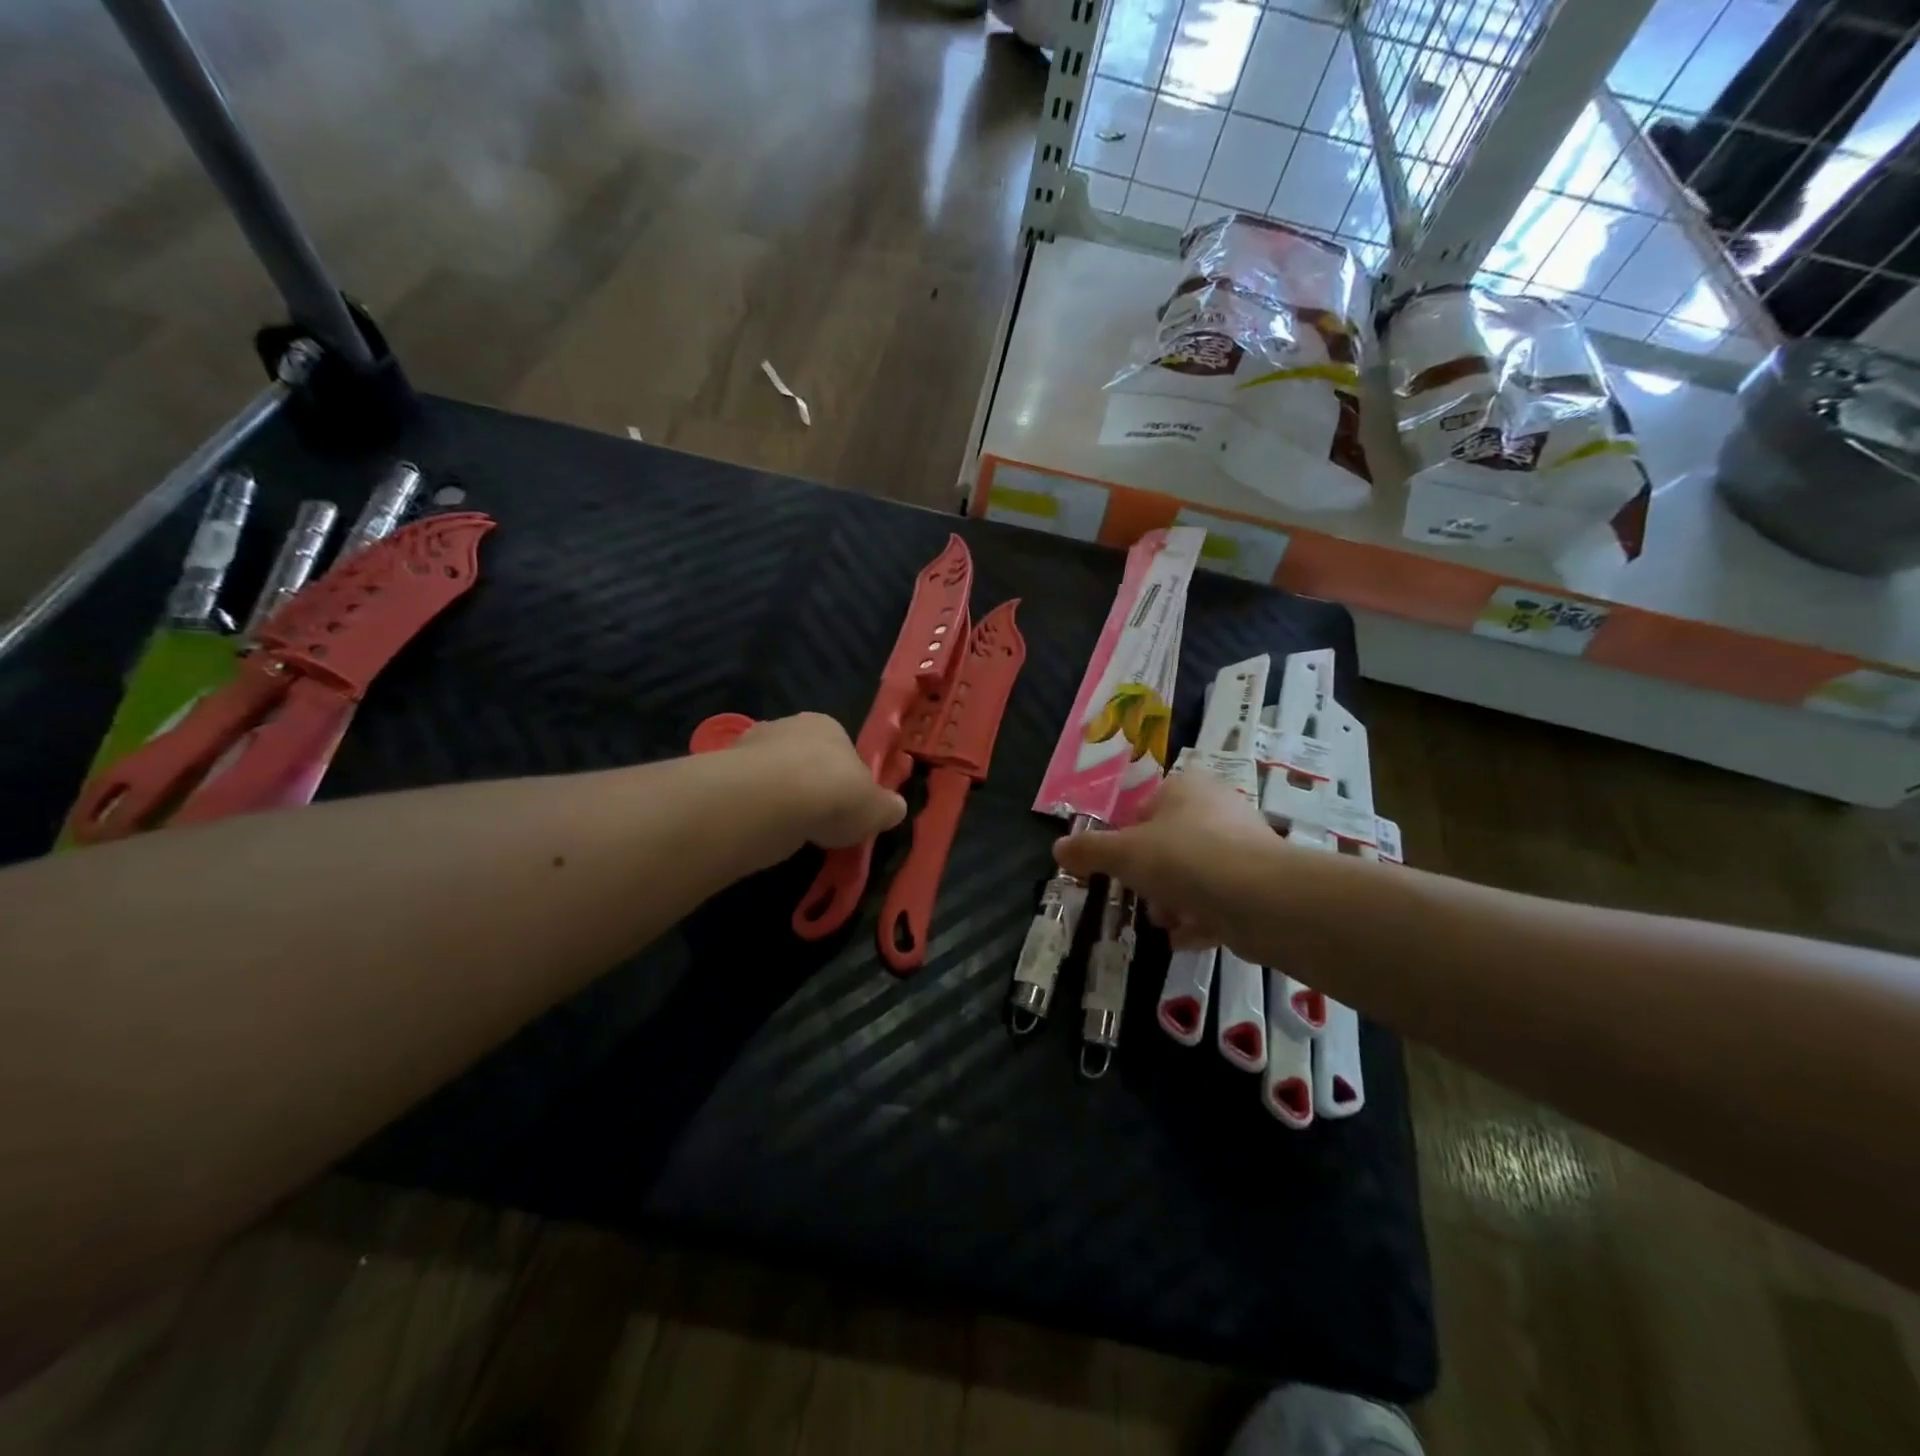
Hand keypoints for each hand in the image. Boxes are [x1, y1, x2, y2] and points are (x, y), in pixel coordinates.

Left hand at [732, 713, 906, 848]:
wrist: (769, 802)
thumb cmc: (832, 794)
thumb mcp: (875, 808)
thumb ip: (886, 807)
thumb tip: (895, 807)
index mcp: (827, 725)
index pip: (842, 750)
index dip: (847, 780)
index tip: (848, 808)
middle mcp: (788, 726)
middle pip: (804, 760)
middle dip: (810, 787)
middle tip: (819, 822)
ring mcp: (750, 747)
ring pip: (773, 776)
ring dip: (780, 799)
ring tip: (790, 832)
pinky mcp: (723, 772)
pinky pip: (748, 794)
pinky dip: (755, 811)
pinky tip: (764, 832)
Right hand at [1053, 772, 1282, 949]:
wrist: (1260, 899)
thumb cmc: (1183, 860)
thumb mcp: (1123, 854)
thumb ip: (1089, 851)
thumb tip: (1058, 849)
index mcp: (1185, 789)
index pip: (1146, 805)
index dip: (1127, 835)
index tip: (1118, 864)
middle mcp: (1217, 810)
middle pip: (1171, 841)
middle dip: (1151, 874)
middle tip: (1139, 896)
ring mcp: (1243, 847)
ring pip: (1196, 872)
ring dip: (1175, 899)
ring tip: (1163, 922)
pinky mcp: (1259, 884)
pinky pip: (1221, 900)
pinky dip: (1201, 919)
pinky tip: (1184, 940)